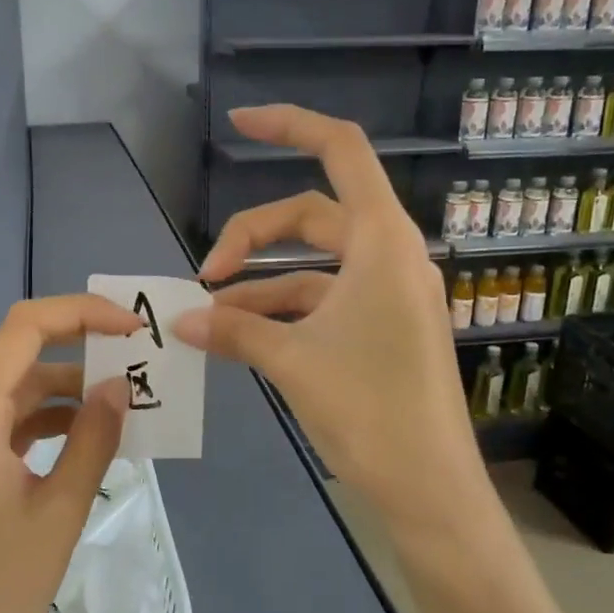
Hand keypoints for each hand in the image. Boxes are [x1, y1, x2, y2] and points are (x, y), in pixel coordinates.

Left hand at [0, 296, 138, 612]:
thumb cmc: (4, 585)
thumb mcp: (61, 507)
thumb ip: (93, 437)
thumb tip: (118, 385)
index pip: (24, 330)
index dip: (80, 314)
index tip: (130, 328)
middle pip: (21, 354)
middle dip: (80, 346)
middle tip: (136, 357)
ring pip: (21, 391)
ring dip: (70, 388)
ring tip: (126, 399)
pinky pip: (16, 425)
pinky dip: (54, 421)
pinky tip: (94, 436)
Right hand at [173, 105, 489, 536]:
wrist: (429, 488)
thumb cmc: (370, 411)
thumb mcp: (292, 362)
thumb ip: (235, 330)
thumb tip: (184, 318)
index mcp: (382, 243)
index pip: (341, 152)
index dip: (290, 126)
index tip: (237, 124)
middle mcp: (390, 256)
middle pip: (311, 215)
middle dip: (252, 235)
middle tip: (205, 273)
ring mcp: (389, 294)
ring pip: (313, 265)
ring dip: (261, 282)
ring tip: (209, 314)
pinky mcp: (383, 328)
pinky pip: (324, 301)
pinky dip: (283, 311)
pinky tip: (241, 337)